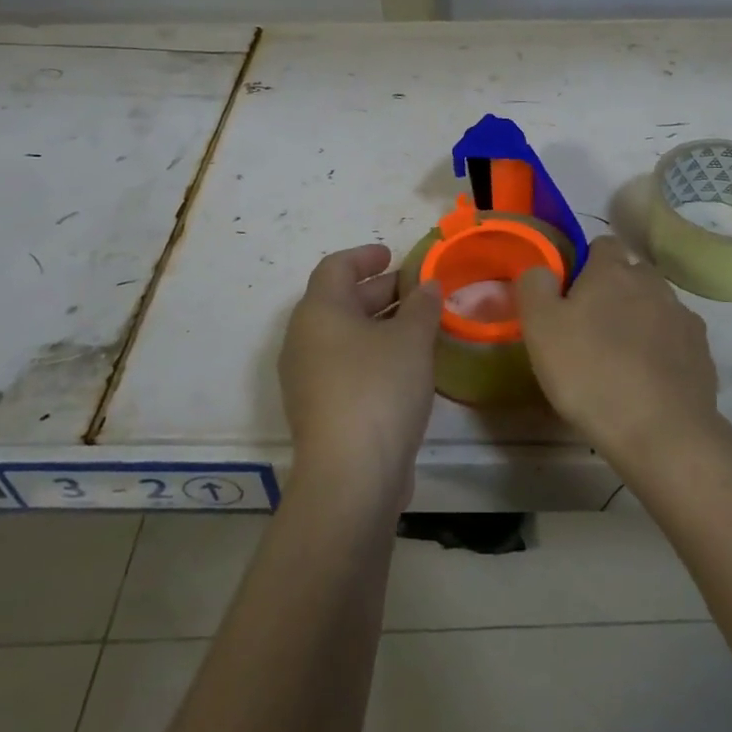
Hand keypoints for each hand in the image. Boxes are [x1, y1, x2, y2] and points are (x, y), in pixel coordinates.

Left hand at [280, 243, 441, 507]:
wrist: (350, 476)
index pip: (336, 267)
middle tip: (416, 291)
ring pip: (343, 336)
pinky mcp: (318, 410)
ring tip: (418, 327)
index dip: (365, 256)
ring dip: (378, 325)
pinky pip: (344, 366)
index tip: (392, 255)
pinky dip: (371, 355)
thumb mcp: (411, 339)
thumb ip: (422, 306)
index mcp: (319, 311)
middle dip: (379, 292)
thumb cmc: (379, 389)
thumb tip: (427, 286)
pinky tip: (405, 367)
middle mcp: (303, 339)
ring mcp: (306, 378)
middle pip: (339, 301)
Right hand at [517, 237, 719, 465]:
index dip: (586, 264)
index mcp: (612, 271)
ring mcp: (683, 317)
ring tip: (620, 360)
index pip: (602, 245)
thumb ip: (534, 286)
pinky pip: (676, 340)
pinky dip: (663, 351)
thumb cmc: (590, 373)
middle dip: (615, 292)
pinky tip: (648, 381)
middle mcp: (653, 284)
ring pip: (656, 306)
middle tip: (591, 329)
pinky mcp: (702, 352)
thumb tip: (540, 268)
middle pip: (632, 275)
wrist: (661, 432)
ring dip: (640, 321)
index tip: (571, 295)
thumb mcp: (541, 328)